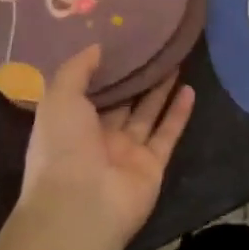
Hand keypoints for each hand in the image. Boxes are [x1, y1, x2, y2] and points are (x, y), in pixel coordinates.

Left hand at [15, 45, 194, 249]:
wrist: (82, 205)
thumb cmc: (62, 147)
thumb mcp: (58, 98)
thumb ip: (76, 70)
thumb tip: (97, 47)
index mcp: (70, 125)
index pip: (88, 93)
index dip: (103, 71)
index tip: (119, 44)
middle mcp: (98, 139)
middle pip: (121, 103)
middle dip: (135, 78)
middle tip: (153, 49)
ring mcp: (127, 153)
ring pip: (147, 115)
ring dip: (160, 91)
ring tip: (175, 61)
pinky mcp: (153, 165)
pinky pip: (167, 134)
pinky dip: (179, 113)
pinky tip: (190, 89)